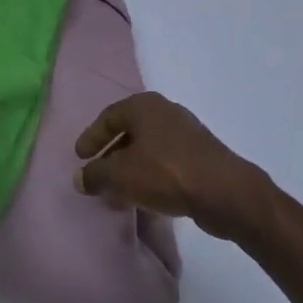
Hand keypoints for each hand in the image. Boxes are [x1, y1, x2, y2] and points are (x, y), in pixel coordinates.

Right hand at [73, 92, 272, 240]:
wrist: (223, 190)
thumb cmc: (165, 172)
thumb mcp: (121, 175)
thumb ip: (95, 175)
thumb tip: (80, 177)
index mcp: (144, 105)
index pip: (109, 117)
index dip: (91, 137)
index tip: (79, 157)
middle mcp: (165, 111)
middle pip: (129, 131)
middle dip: (110, 155)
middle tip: (96, 175)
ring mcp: (185, 132)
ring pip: (147, 148)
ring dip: (129, 168)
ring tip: (116, 193)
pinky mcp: (199, 154)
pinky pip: (164, 161)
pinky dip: (148, 175)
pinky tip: (142, 197)